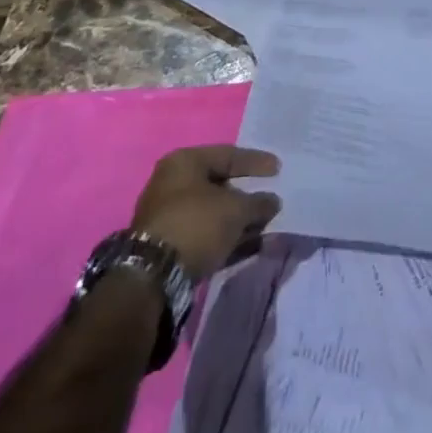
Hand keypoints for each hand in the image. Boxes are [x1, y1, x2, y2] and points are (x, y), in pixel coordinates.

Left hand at [131, 144, 281, 280]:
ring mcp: (168, 215)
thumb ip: (257, 203)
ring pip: (212, 211)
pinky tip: (247, 245)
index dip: (255, 162)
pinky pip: (204, 232)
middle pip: (218, 184)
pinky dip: (225, 236)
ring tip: (263, 228)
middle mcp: (172, 182)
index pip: (227, 155)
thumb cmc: (196, 224)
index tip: (278, 169)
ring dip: (238, 220)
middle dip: (246, 195)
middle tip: (268, 201)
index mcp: (184, 161)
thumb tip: (273, 201)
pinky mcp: (168, 245)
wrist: (153, 277)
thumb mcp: (235, 210)